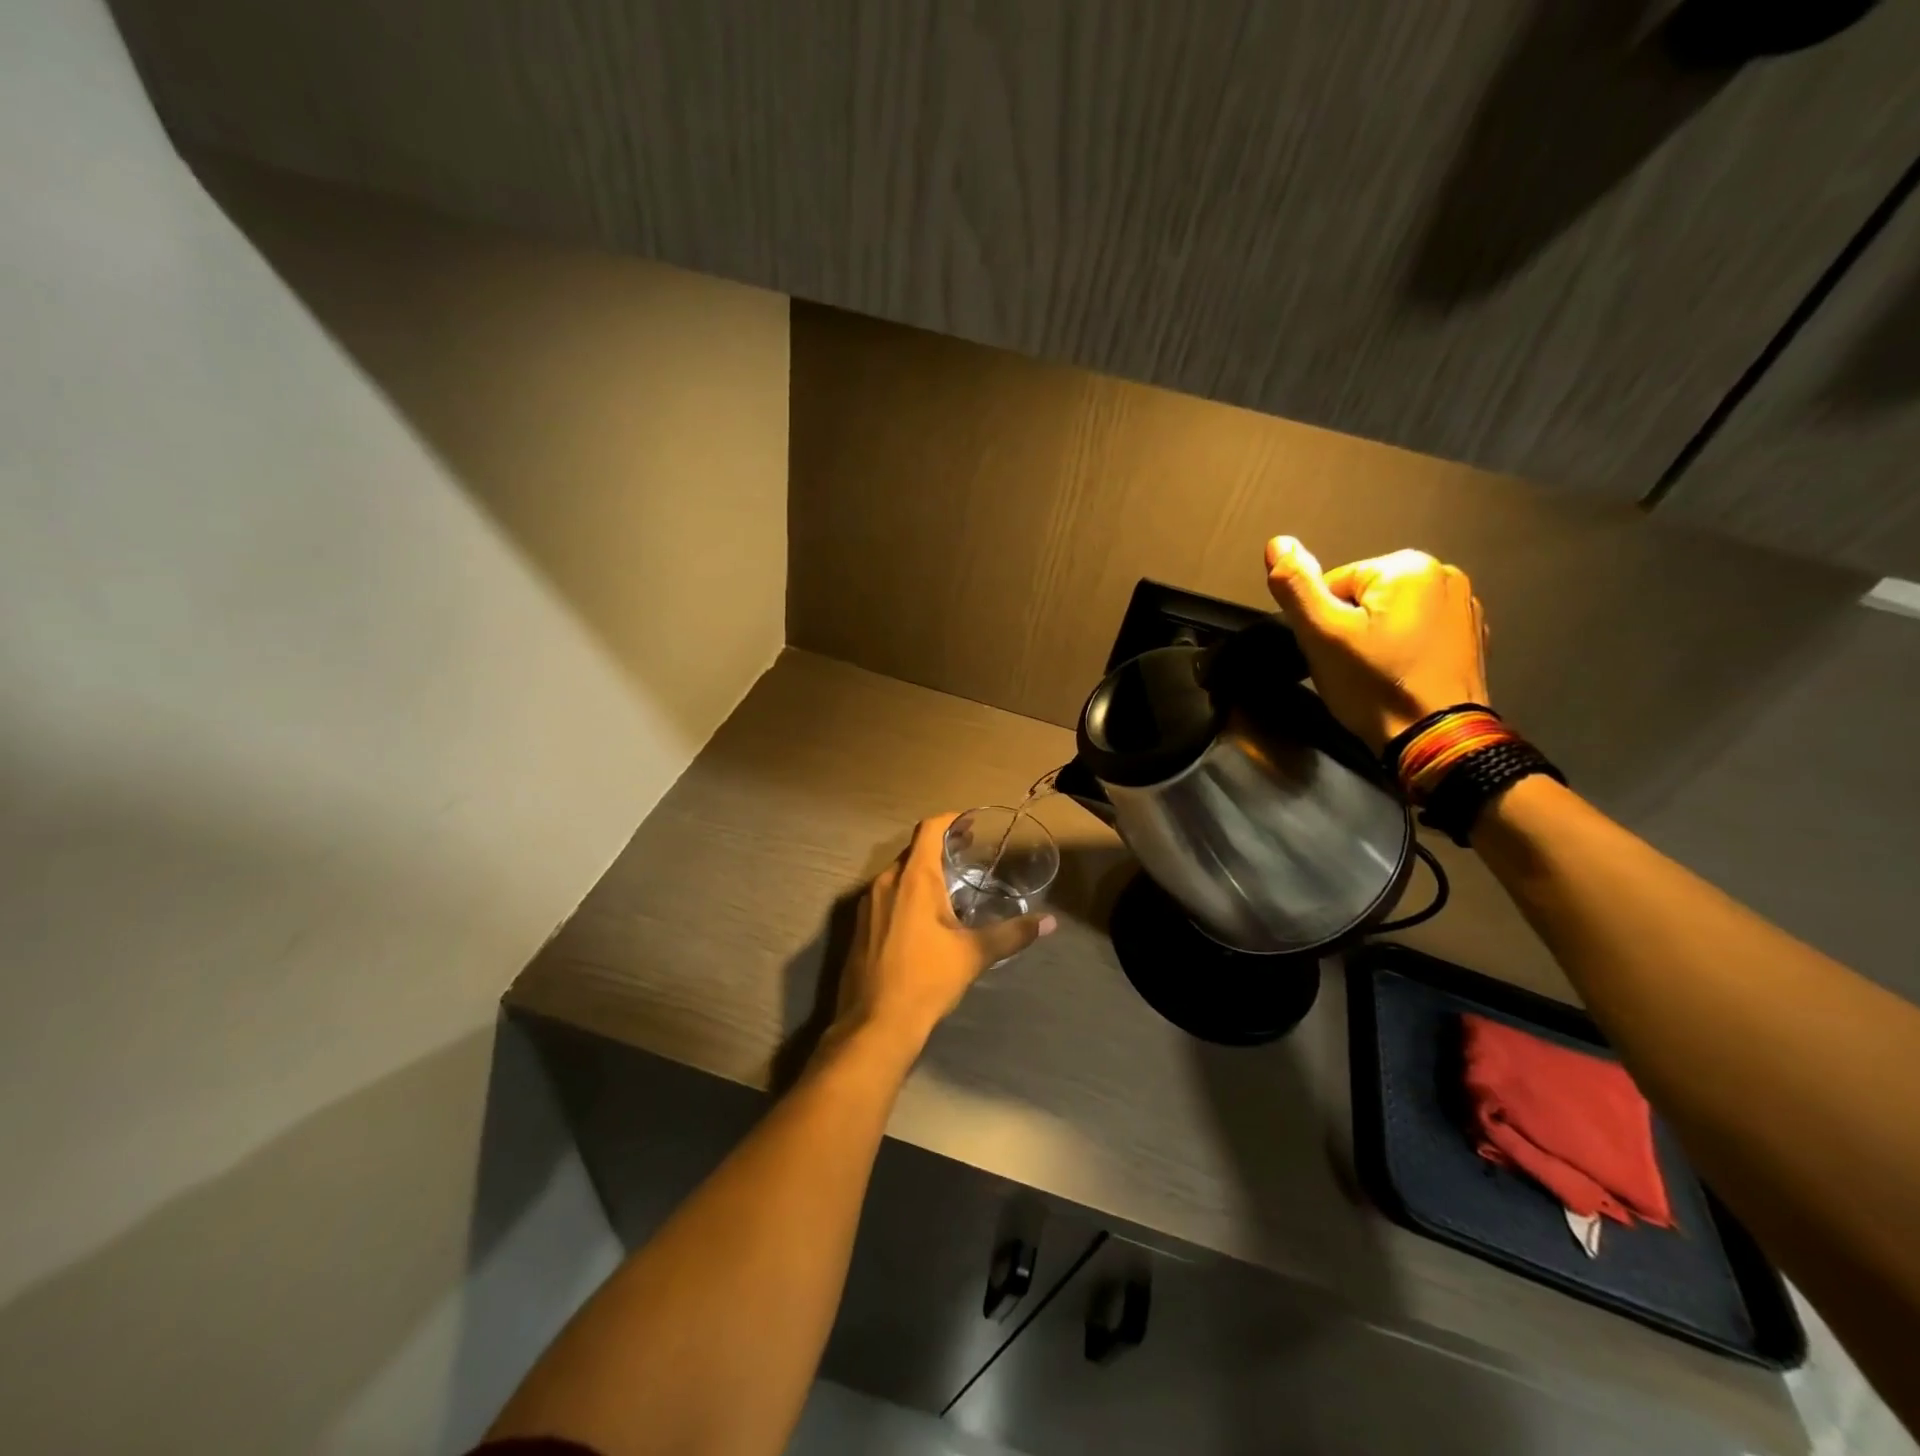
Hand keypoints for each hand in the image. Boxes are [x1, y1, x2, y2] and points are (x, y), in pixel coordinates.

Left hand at [829, 814, 1056, 1053]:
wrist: (875, 1023)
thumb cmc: (926, 979)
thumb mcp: (974, 955)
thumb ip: (1012, 934)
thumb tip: (1049, 922)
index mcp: (912, 878)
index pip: (929, 829)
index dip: (951, 820)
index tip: (971, 826)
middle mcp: (885, 882)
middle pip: (913, 850)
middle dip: (940, 848)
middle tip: (969, 856)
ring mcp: (867, 904)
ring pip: (898, 875)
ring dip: (922, 873)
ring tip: (951, 886)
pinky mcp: (860, 926)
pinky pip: (886, 896)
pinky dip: (906, 894)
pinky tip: (924, 918)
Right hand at [1264, 536, 1488, 752]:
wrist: (1437, 739)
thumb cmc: (1374, 685)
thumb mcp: (1322, 635)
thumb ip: (1296, 586)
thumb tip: (1277, 542)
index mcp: (1408, 566)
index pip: (1335, 585)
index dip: (1323, 621)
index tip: (1333, 653)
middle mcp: (1445, 573)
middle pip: (1364, 597)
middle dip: (1350, 628)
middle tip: (1350, 667)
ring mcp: (1465, 606)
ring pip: (1391, 615)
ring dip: (1376, 640)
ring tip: (1375, 675)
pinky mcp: (1473, 637)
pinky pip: (1419, 632)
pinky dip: (1404, 650)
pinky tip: (1401, 677)